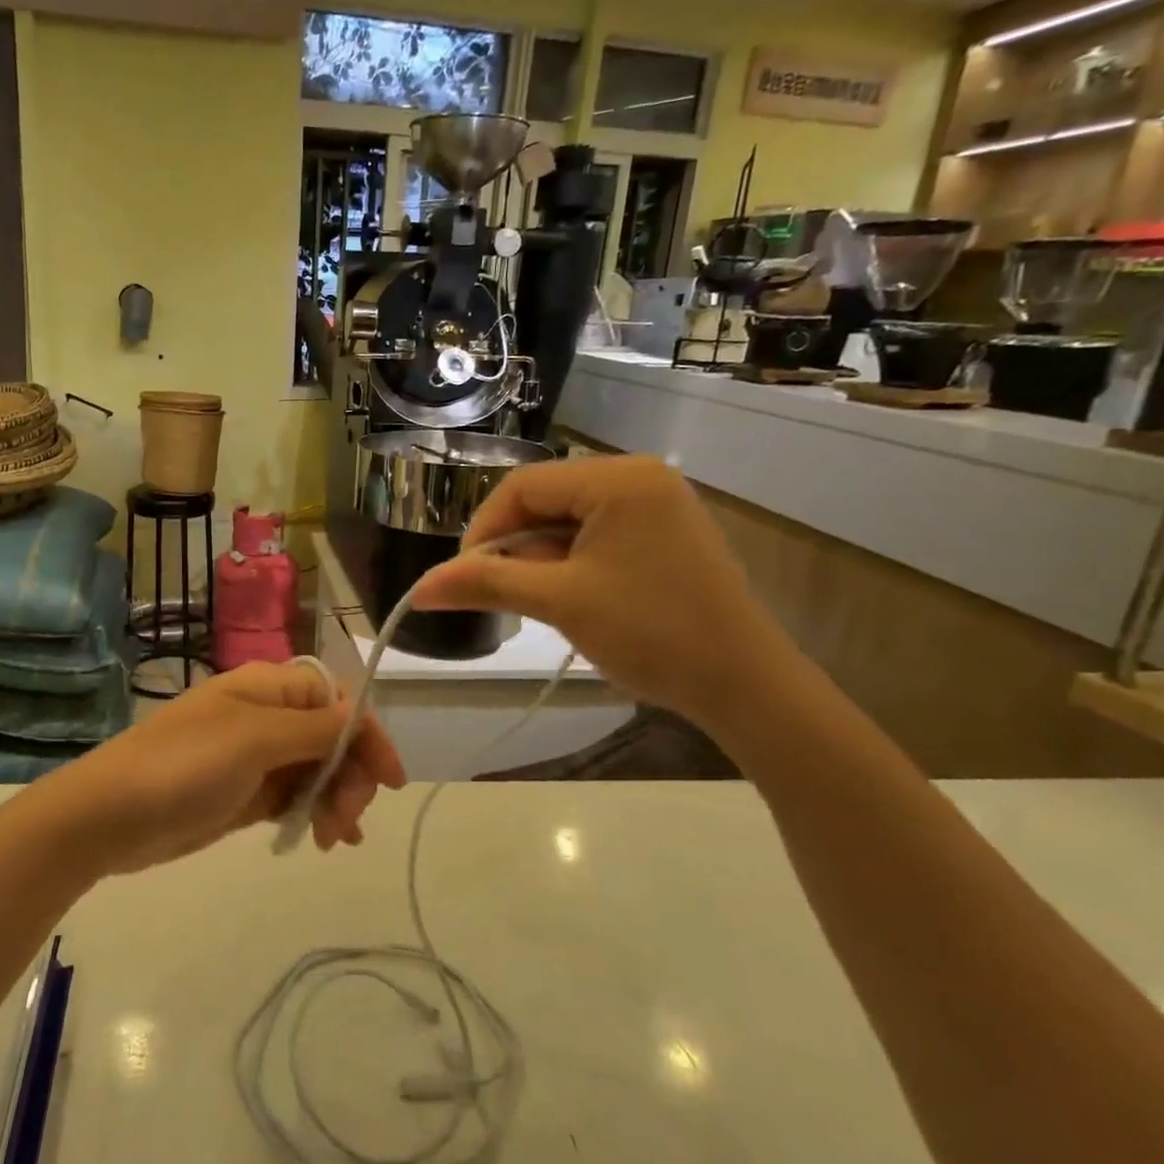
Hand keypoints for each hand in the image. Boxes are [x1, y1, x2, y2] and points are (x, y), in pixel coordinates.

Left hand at [39, 663, 406, 875]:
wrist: (112, 815)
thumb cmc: (184, 764)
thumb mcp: (254, 739)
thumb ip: (313, 728)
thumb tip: (358, 717)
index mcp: (268, 688)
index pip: (336, 699)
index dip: (366, 734)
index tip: (390, 780)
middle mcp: (266, 716)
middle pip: (331, 736)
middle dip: (350, 774)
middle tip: (347, 819)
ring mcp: (255, 757)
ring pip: (317, 769)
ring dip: (336, 798)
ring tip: (333, 839)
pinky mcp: (245, 794)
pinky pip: (294, 797)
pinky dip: (314, 812)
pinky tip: (325, 839)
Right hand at [412, 455, 799, 733]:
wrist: (745, 685)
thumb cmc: (650, 633)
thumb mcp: (559, 602)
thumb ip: (485, 584)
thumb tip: (418, 589)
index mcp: (618, 479)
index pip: (523, 486)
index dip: (484, 529)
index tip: (465, 577)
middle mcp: (639, 477)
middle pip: (545, 499)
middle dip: (513, 546)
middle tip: (497, 593)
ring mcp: (657, 505)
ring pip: (568, 520)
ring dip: (539, 558)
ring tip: (534, 602)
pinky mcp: (664, 534)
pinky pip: (597, 534)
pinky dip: (570, 563)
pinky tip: (568, 597)